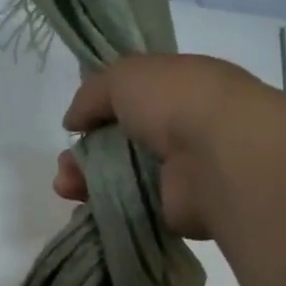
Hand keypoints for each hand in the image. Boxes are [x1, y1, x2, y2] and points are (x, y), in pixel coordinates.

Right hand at [53, 54, 284, 238]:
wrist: (219, 156)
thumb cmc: (176, 101)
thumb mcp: (124, 76)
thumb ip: (92, 94)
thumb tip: (73, 121)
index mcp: (179, 89)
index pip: (134, 99)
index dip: (101, 110)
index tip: (77, 124)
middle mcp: (181, 129)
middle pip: (121, 143)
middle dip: (86, 153)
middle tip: (66, 165)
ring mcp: (179, 172)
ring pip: (121, 178)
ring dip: (86, 181)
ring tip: (66, 187)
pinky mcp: (174, 209)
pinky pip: (131, 208)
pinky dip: (104, 208)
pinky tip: (82, 206)